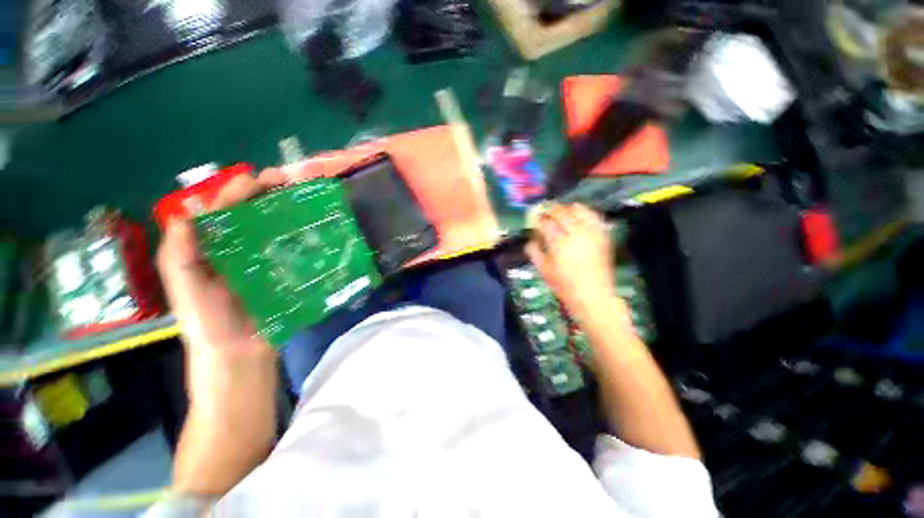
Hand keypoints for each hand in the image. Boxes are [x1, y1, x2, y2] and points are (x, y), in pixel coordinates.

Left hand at [157, 171, 286, 393]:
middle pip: (254, 214)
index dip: (238, 191)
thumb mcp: (185, 288)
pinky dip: (304, 236)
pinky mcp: (287, 273)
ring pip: (277, 228)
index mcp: (213, 247)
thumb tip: (186, 213)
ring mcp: (266, 260)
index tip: (259, 178)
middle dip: (269, 194)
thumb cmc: (207, 323)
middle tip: (289, 181)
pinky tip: (316, 227)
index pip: (224, 211)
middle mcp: (240, 248)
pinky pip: (294, 250)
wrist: (239, 354)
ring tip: (306, 198)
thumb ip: (180, 254)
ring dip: (290, 211)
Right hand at [526, 204, 616, 313]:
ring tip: (563, 213)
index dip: (539, 218)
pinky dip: (585, 213)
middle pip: (561, 212)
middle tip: (547, 213)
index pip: (546, 222)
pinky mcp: (603, 235)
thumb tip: (531, 237)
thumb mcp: (543, 269)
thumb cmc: (564, 285)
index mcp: (558, 243)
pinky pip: (594, 216)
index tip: (535, 218)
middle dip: (551, 210)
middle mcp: (576, 233)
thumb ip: (534, 251)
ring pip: (579, 209)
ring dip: (568, 208)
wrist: (593, 294)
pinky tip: (579, 218)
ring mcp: (592, 233)